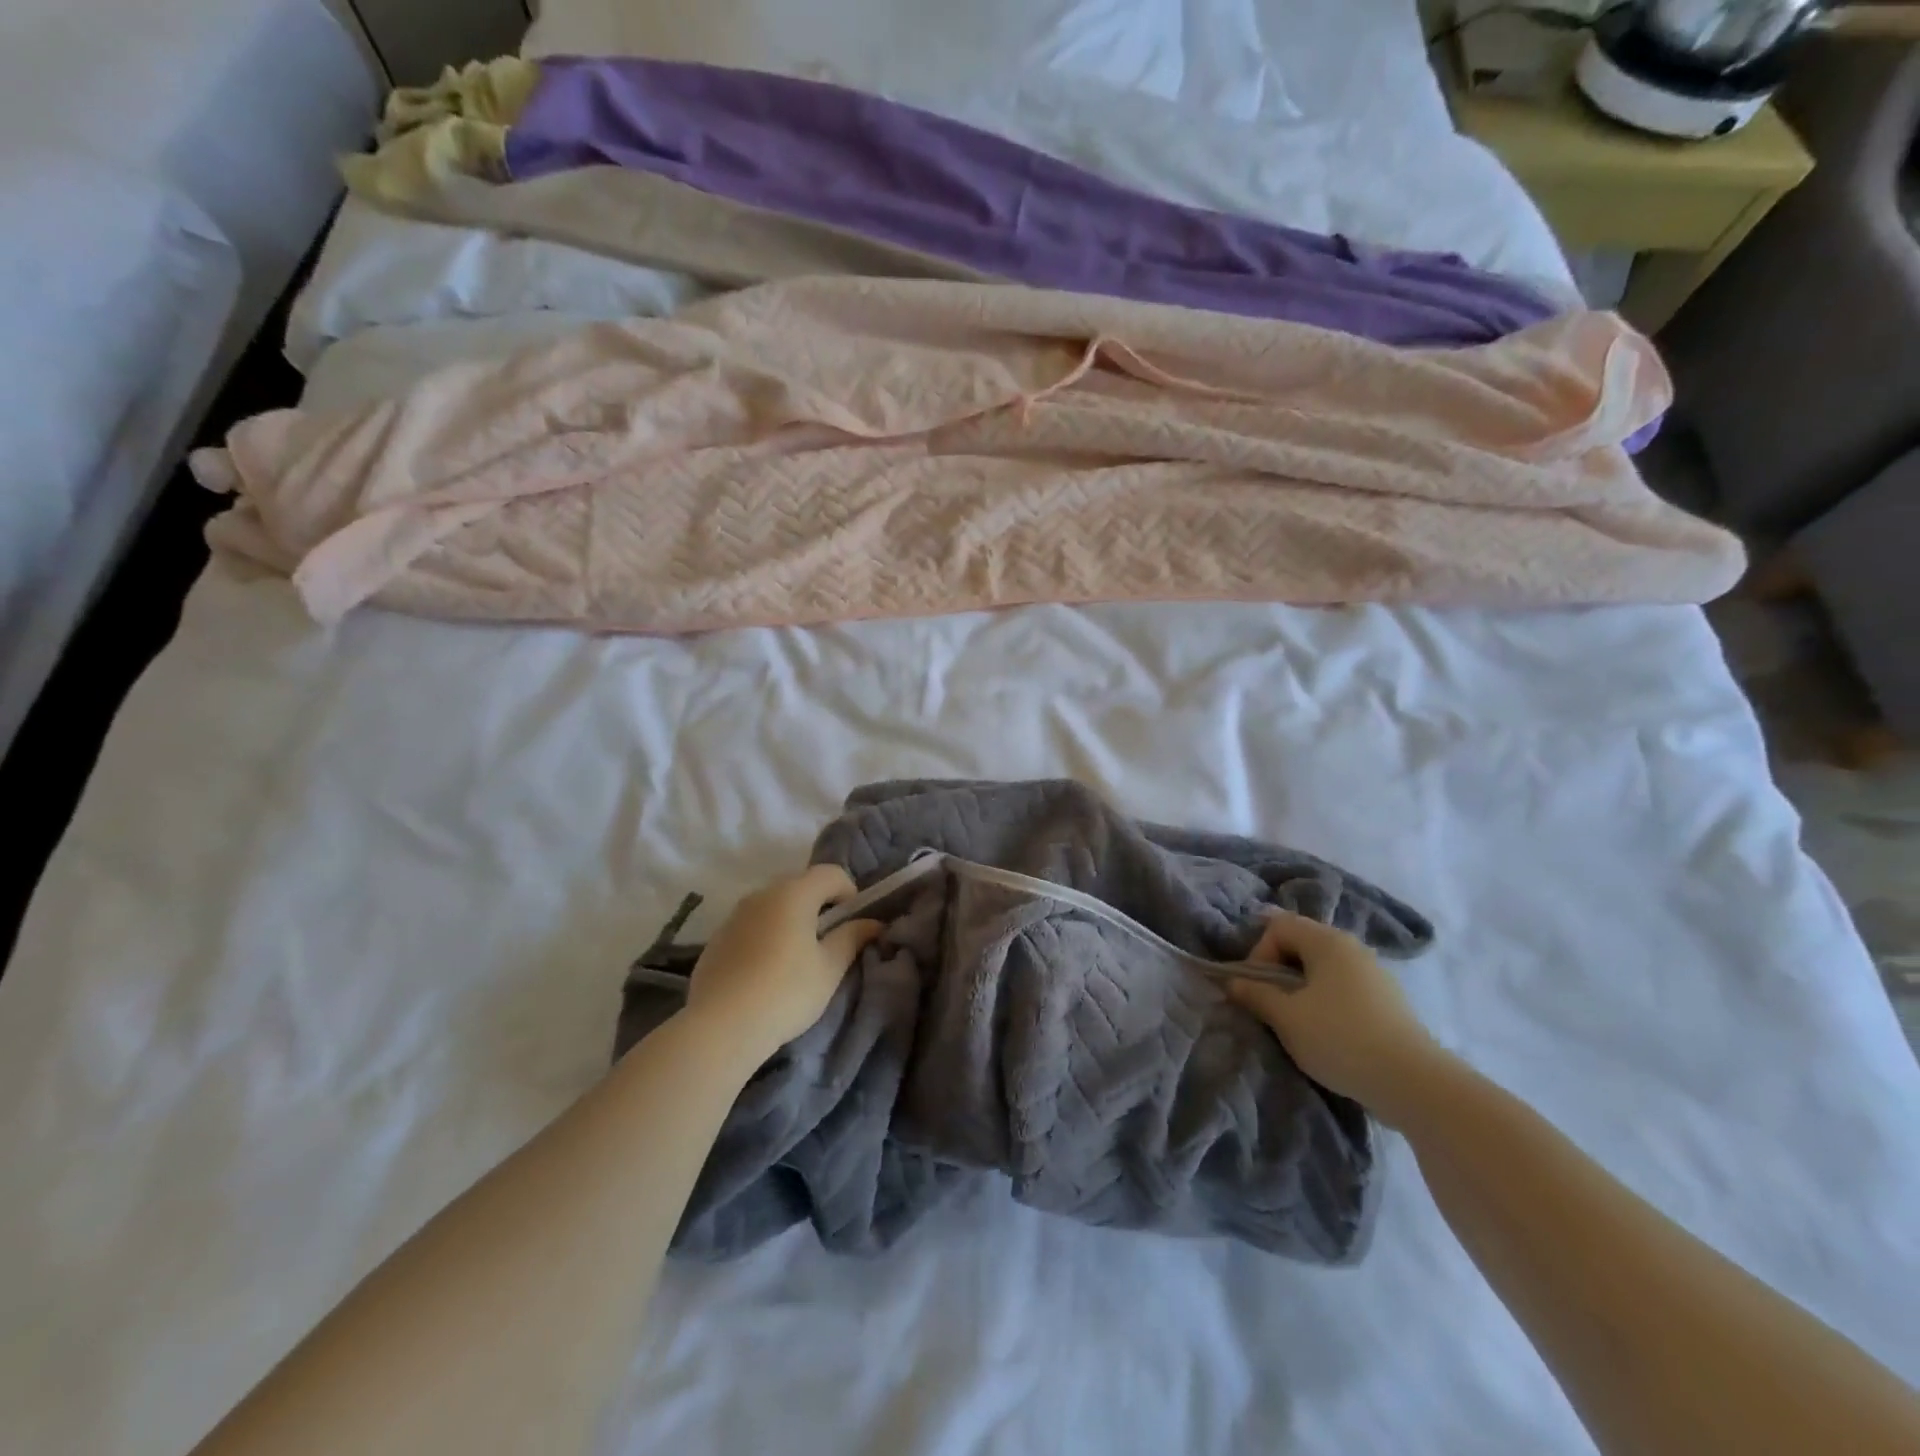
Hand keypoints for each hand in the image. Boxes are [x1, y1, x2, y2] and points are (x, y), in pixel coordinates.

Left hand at [682, 864, 880, 1061]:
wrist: (719, 1027)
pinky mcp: (716, 939)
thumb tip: (872, 923)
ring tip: (796, 960)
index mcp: (794, 893)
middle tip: (828, 943)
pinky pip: (751, 926)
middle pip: (800, 885)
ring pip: (773, 906)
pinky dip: (766, 936)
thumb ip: (852, 938)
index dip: (849, 893)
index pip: (831, 873)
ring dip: (791, 921)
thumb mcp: (829, 969)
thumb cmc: (785, 992)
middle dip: (820, 906)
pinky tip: (765, 973)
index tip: (852, 925)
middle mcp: (762, 894)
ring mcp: (735, 915)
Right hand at [1228, 911, 1448, 1125]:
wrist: (1415, 1084)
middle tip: (1272, 1005)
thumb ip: (1256, 994)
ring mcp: (1375, 972)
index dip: (1259, 953)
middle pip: (1301, 943)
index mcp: (1327, 941)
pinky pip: (1345, 987)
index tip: (1258, 990)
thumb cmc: (1341, 1039)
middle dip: (1279, 971)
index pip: (1278, 926)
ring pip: (1324, 967)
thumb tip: (1232, 982)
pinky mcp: (1389, 1000)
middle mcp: (1353, 947)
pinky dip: (1328, 1001)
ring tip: (1298, 1022)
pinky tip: (1329, 1033)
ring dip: (1302, 988)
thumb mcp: (1286, 1018)